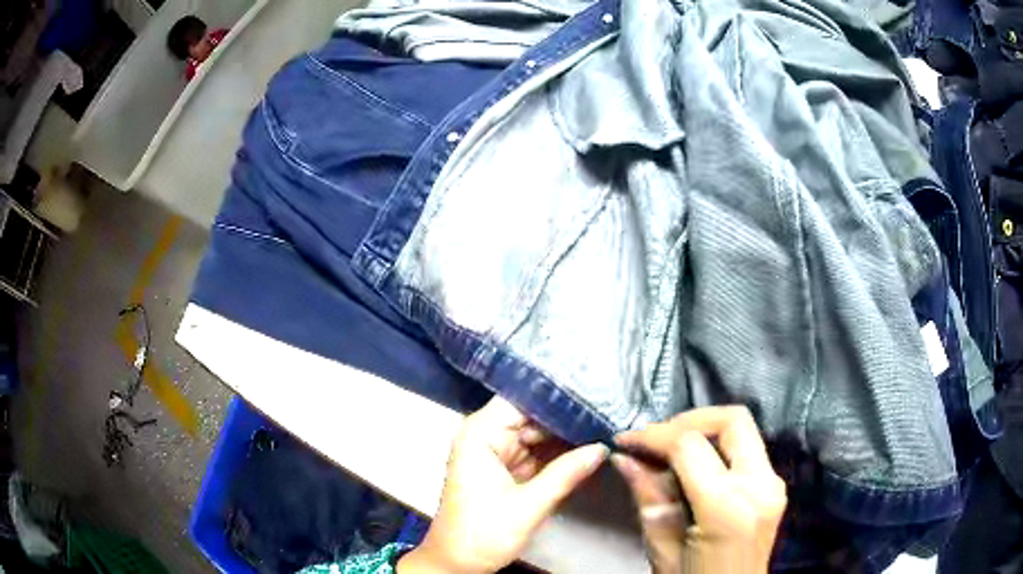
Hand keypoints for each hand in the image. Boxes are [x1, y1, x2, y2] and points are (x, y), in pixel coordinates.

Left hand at [398, 397, 608, 573]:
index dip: (557, 394)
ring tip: (607, 424)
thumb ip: (566, 474)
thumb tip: (603, 447)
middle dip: (568, 417)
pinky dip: (559, 455)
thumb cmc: (483, 534)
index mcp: (481, 434)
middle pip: (533, 416)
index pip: (522, 399)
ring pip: (538, 435)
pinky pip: (537, 454)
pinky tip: (589, 446)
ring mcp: (497, 453)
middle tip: (610, 410)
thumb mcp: (528, 506)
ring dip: (567, 436)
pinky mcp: (506, 470)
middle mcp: (487, 436)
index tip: (595, 390)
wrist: (457, 564)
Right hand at [613, 406, 786, 573]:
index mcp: (728, 507)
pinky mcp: (775, 485)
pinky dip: (717, 447)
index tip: (625, 440)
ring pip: (742, 429)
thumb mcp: (661, 547)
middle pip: (732, 420)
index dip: (654, 436)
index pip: (690, 445)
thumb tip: (622, 457)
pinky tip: (693, 466)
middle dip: (689, 420)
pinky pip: (747, 449)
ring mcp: (774, 483)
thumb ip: (647, 496)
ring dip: (703, 431)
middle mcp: (760, 485)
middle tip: (655, 438)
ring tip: (668, 452)